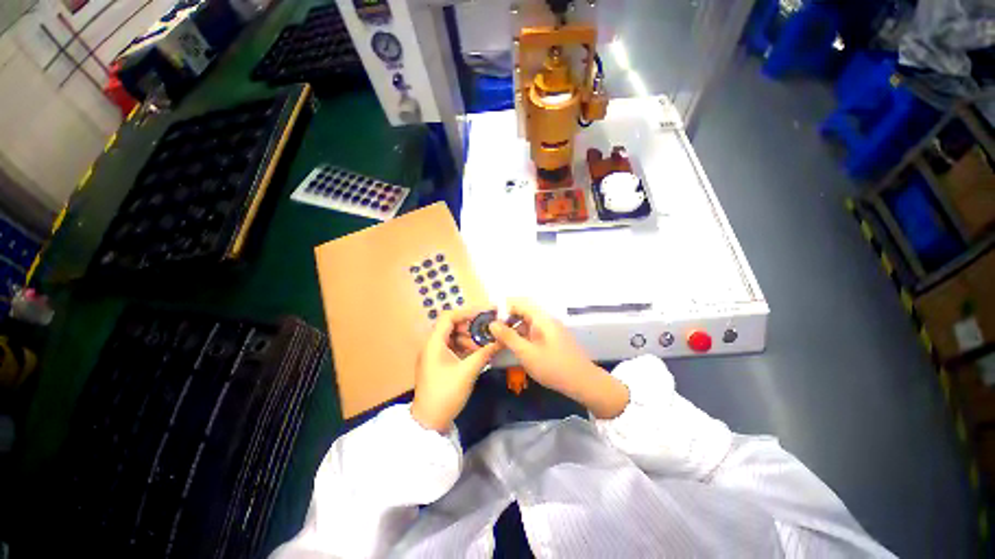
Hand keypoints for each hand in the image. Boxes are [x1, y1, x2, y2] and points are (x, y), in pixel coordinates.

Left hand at [410, 307, 502, 432]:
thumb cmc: (446, 393)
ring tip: (484, 346)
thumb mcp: (468, 371)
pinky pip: (452, 348)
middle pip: (451, 326)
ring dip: (469, 339)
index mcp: (434, 342)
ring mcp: (434, 354)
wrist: (429, 421)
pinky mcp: (438, 363)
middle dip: (470, 327)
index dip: (466, 312)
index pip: (449, 317)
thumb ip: (485, 352)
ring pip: (453, 337)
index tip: (485, 314)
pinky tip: (477, 354)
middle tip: (487, 332)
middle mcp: (432, 344)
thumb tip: (501, 340)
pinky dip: (465, 348)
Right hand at [489, 299, 628, 418]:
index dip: (502, 307)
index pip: (518, 302)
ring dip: (513, 328)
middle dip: (506, 318)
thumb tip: (492, 324)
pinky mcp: (552, 339)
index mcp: (541, 318)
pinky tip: (514, 347)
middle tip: (491, 330)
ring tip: (499, 340)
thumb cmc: (554, 367)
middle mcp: (546, 319)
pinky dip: (522, 336)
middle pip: (522, 311)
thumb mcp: (527, 353)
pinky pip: (533, 331)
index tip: (488, 317)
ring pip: (527, 322)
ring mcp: (550, 329)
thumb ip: (508, 337)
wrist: (583, 383)